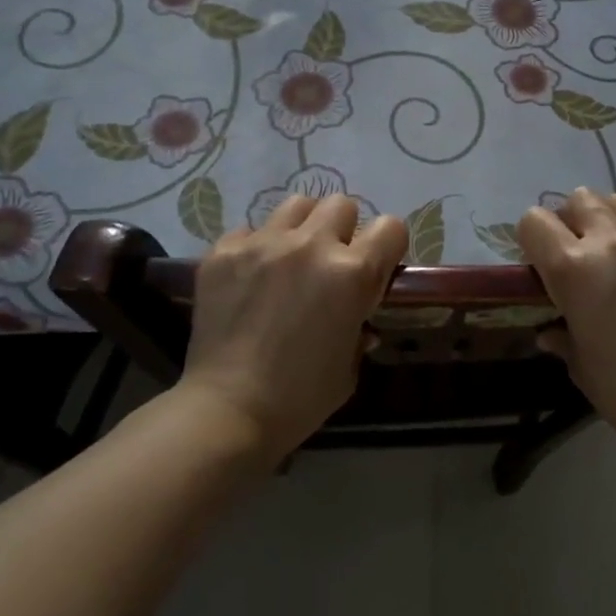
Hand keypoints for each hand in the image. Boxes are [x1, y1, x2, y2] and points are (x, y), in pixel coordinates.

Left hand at [178, 195, 407, 457]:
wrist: (228, 411)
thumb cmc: (301, 398)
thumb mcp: (350, 365)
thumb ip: (359, 326)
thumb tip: (357, 316)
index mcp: (352, 273)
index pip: (390, 227)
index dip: (388, 247)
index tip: (377, 266)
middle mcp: (310, 245)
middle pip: (341, 204)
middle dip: (343, 230)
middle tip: (330, 263)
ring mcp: (263, 243)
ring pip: (296, 205)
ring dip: (302, 228)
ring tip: (290, 259)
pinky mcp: (224, 251)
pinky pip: (249, 230)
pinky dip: (256, 248)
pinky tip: (249, 279)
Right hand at [518, 188, 615, 449]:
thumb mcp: (579, 362)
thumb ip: (561, 336)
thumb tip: (549, 333)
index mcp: (572, 267)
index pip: (534, 221)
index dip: (533, 239)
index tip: (542, 259)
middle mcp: (611, 241)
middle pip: (580, 199)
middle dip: (574, 220)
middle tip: (583, 250)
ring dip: (613, 222)